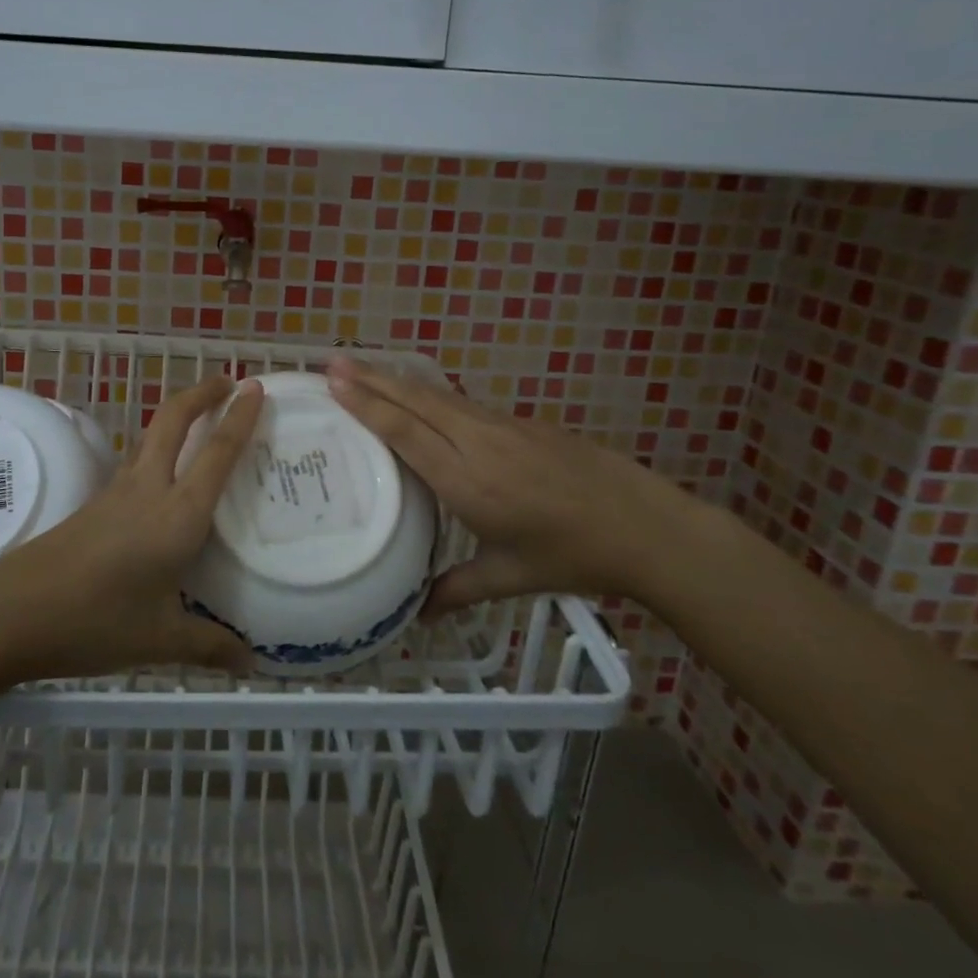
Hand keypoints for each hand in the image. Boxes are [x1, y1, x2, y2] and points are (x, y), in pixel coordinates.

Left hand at [0, 375, 263, 679]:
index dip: (239, 418)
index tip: (255, 387)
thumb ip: (209, 647)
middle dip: (202, 393)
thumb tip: (250, 664)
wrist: (15, 611)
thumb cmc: (96, 620)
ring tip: (200, 420)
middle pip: (174, 421)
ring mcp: (117, 493)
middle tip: (228, 382)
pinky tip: (162, 476)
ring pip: (152, 437)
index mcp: (177, 514)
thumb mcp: (160, 640)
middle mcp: (149, 490)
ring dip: (178, 416)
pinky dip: (158, 448)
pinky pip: (137, 462)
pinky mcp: (95, 504)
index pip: (216, 453)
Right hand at [326, 357, 702, 615]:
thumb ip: (458, 590)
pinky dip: (431, 395)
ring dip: (398, 380)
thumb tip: (417, 617)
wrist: (644, 526)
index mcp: (467, 481)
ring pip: (439, 396)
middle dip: (372, 378)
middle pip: (416, 401)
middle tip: (332, 359)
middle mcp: (478, 443)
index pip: (405, 433)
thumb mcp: (510, 577)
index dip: (367, 405)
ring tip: (365, 369)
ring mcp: (503, 427)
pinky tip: (421, 398)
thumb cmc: (572, 555)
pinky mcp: (522, 423)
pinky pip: (464, 404)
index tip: (334, 381)